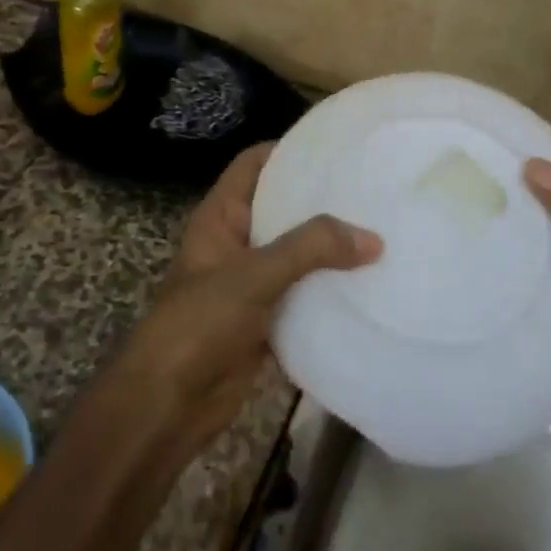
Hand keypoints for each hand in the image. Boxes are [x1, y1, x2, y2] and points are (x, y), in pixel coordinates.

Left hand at [117, 144, 382, 457]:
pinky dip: (328, 293)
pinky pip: (302, 296)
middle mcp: (236, 242)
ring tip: (382, 234)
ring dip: (330, 250)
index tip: (335, 147)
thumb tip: (373, 238)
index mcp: (221, 216)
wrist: (169, 403)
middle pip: (281, 208)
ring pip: (296, 255)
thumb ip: (310, 249)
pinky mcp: (264, 321)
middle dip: (321, 201)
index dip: (288, 149)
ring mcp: (250, 283)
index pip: (254, 164)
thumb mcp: (254, 275)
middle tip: (372, 191)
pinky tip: (368, 288)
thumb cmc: (200, 322)